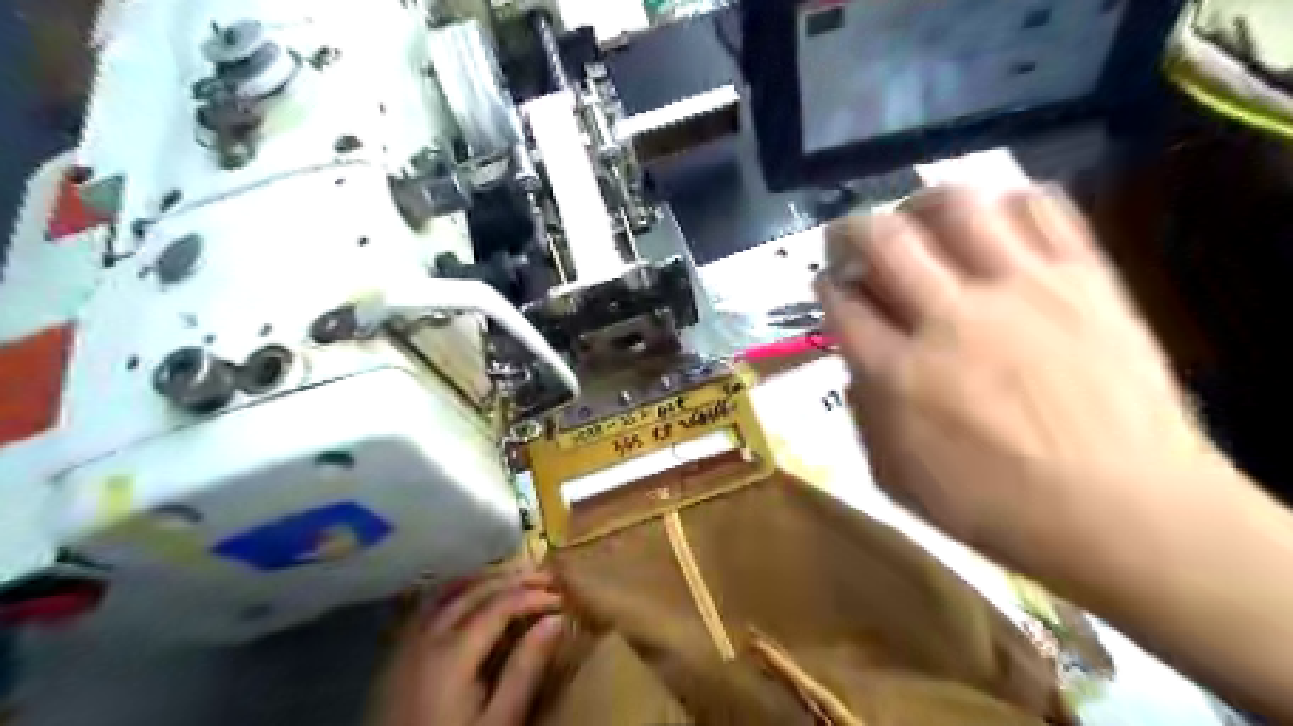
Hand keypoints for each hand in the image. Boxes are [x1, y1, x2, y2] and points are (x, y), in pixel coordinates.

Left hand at [385, 570, 563, 724]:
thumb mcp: (498, 723)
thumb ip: (524, 670)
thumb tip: (555, 621)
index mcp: (452, 653)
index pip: (500, 604)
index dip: (533, 596)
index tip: (561, 598)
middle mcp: (425, 637)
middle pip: (474, 590)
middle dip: (512, 579)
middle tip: (544, 576)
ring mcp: (404, 644)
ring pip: (445, 592)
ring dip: (481, 578)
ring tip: (510, 575)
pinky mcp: (393, 657)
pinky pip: (423, 607)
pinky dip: (451, 591)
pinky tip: (464, 594)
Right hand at [811, 188, 1225, 572]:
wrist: (1130, 513)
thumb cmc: (1000, 508)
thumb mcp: (897, 481)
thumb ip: (864, 415)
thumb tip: (860, 365)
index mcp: (901, 374)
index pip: (842, 303)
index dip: (826, 287)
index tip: (830, 287)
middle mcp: (951, 318)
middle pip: (883, 238)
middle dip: (852, 229)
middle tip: (853, 240)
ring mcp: (1020, 291)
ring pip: (957, 206)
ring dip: (922, 204)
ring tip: (919, 220)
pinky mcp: (1082, 279)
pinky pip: (1042, 209)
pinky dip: (1007, 203)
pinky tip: (995, 224)